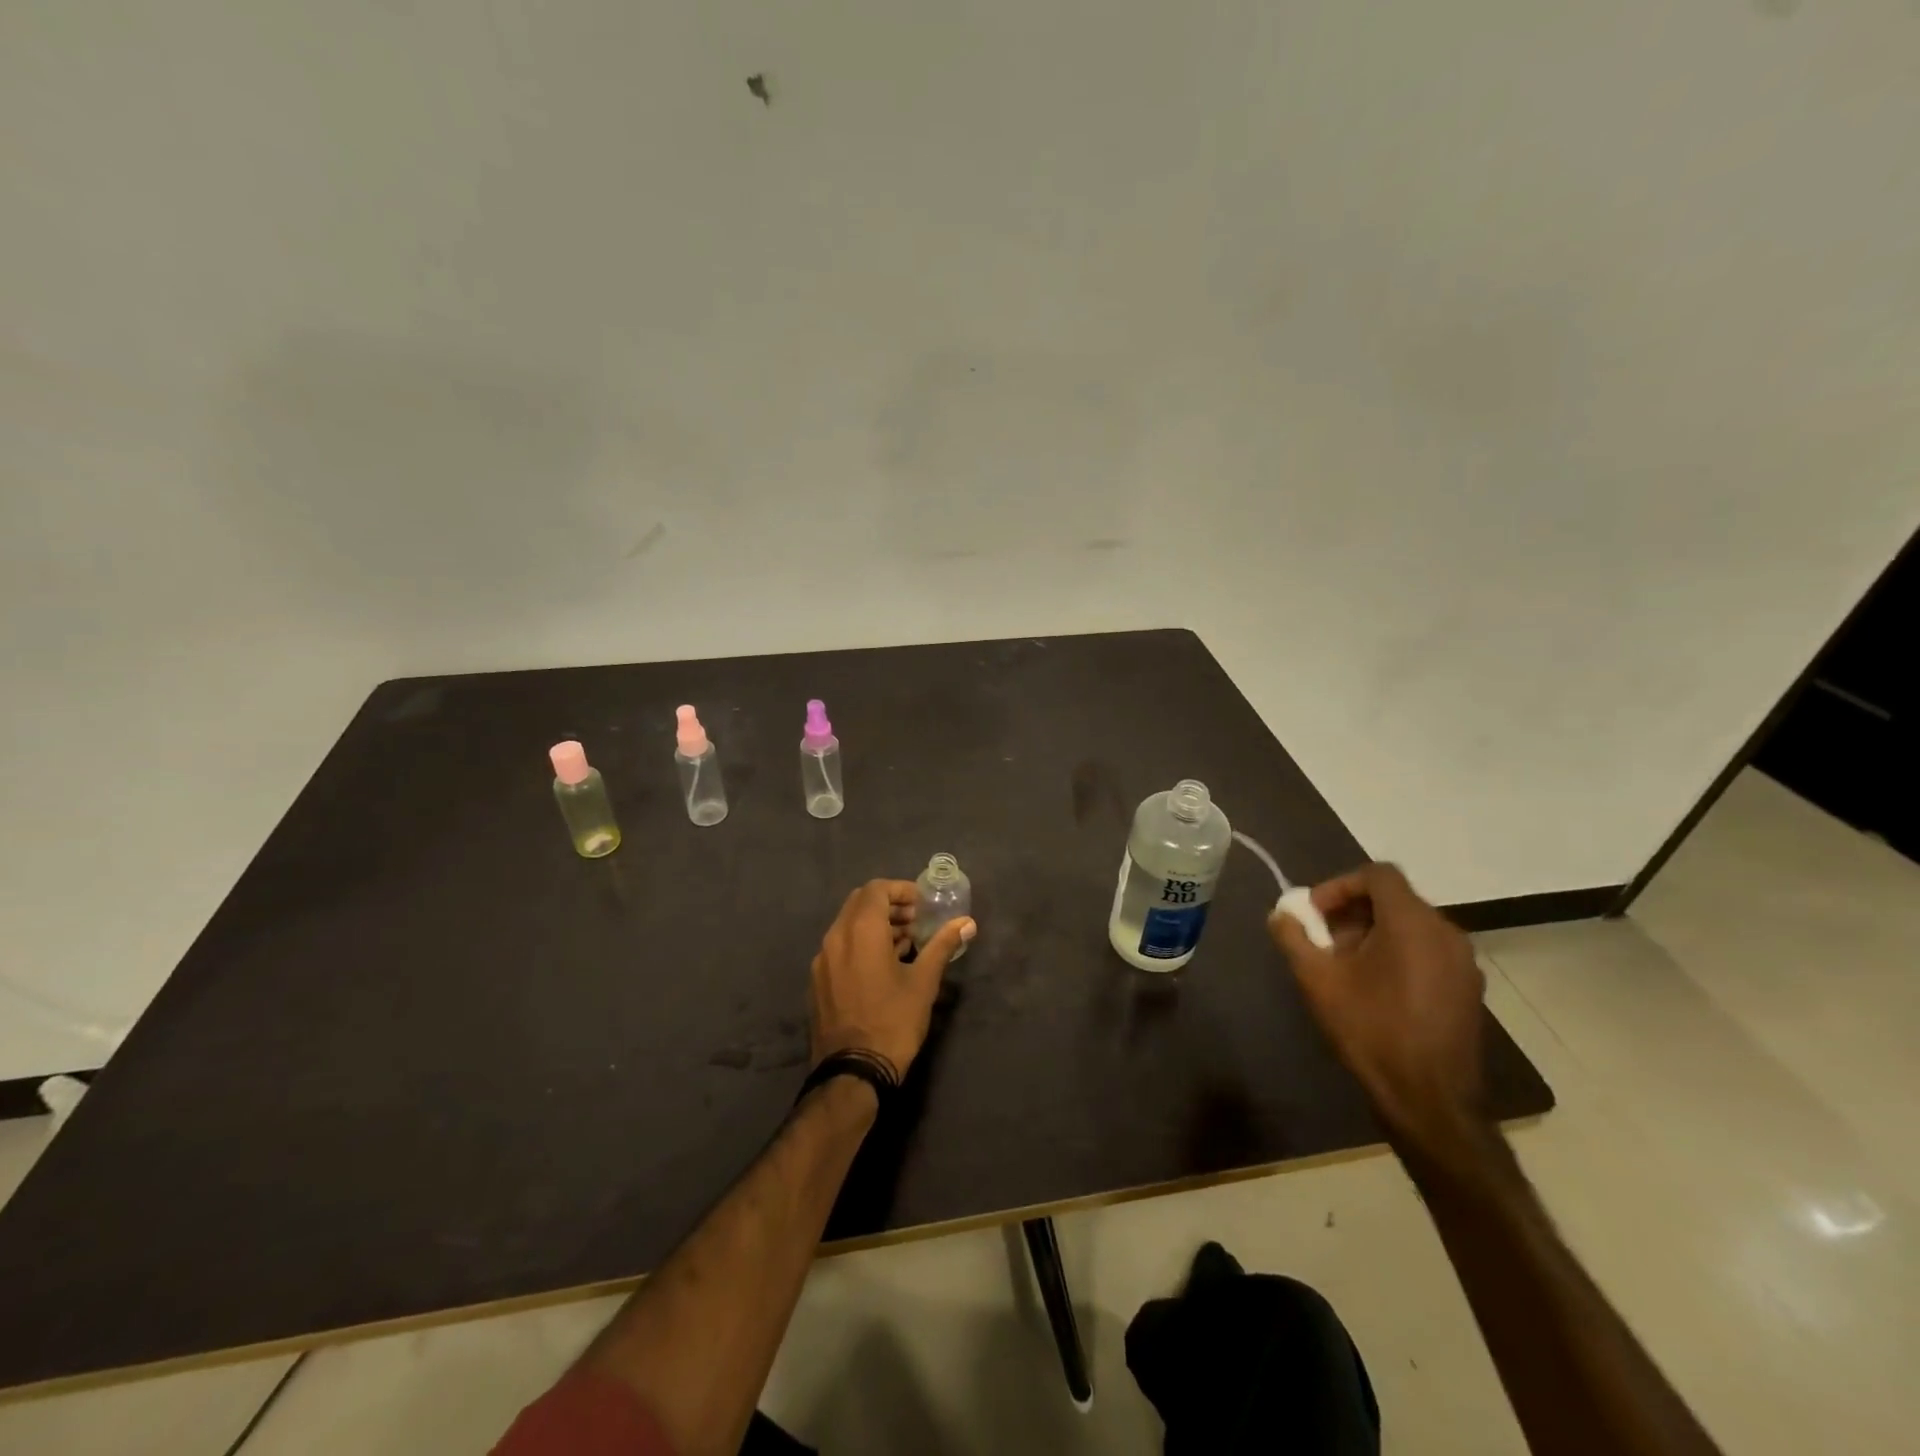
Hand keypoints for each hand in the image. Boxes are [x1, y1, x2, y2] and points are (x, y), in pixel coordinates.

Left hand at [809, 880, 974, 1079]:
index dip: (901, 890)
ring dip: (875, 925)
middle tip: (916, 921)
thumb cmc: (893, 1022)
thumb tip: (967, 923)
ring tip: (906, 944)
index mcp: (860, 931)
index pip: (876, 889)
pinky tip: (883, 967)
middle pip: (860, 903)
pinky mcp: (817, 981)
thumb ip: (942, 945)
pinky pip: (840, 948)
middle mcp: (835, 938)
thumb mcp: (924, 982)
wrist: (852, 1072)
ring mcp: (822, 960)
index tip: (922, 905)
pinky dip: (861, 944)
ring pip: (848, 926)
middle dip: (889, 905)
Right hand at [1268, 862, 1485, 1154]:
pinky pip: (1428, 951)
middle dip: (1352, 912)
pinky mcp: (1469, 989)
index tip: (1314, 913)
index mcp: (1412, 922)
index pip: (1377, 874)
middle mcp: (1446, 933)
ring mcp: (1464, 963)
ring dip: (1374, 934)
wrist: (1428, 1098)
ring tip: (1345, 966)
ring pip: (1412, 926)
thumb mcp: (1317, 979)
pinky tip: (1376, 989)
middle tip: (1323, 940)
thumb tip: (1281, 914)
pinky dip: (1398, 954)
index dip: (1339, 885)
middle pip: (1394, 900)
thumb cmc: (1370, 1028)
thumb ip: (1293, 937)